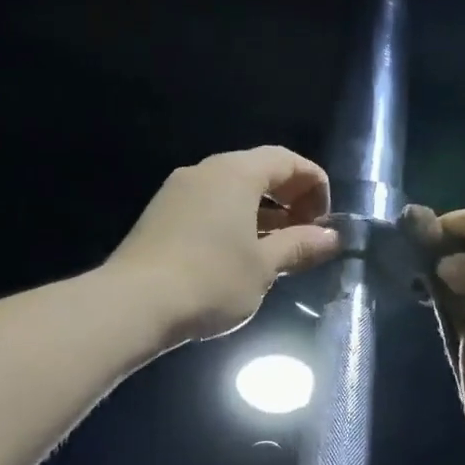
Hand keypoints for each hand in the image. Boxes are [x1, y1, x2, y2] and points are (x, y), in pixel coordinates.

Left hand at [108, 146, 340, 344]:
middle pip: (259, 170)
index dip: (314, 185)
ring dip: (263, 213)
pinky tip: (239, 256)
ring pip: (232, 190)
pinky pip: (210, 205)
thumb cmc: (211, 280)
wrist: (133, 304)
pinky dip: (235, 220)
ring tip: (277, 250)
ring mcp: (178, 191)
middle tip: (305, 235)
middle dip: (290, 199)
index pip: (287, 160)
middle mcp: (205, 171)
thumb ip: (300, 246)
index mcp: (236, 173)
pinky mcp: (161, 214)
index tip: (324, 223)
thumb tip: (330, 237)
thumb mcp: (264, 266)